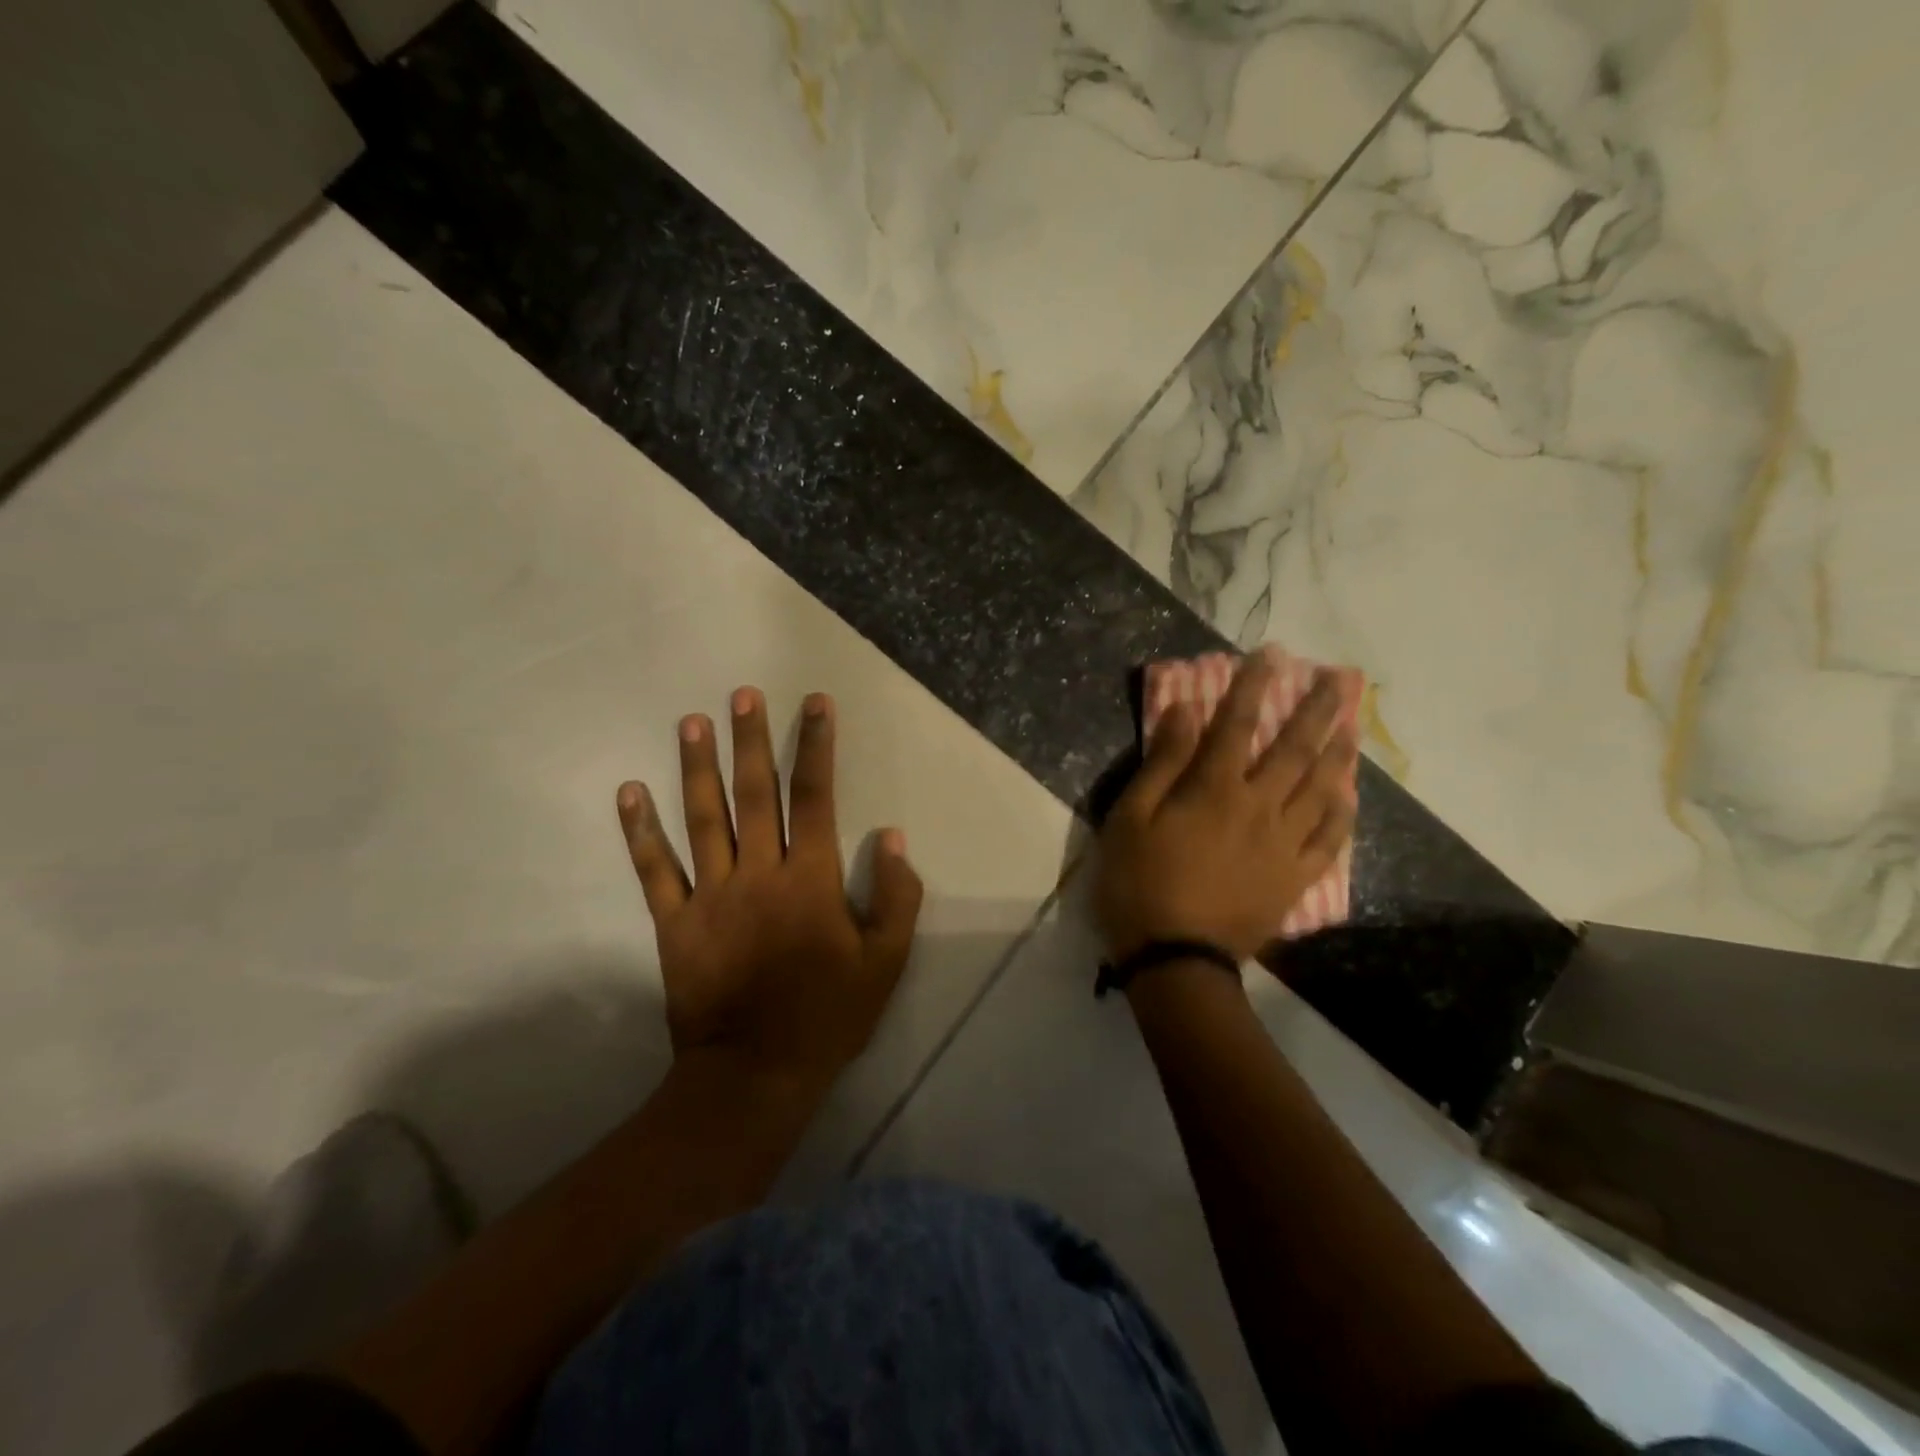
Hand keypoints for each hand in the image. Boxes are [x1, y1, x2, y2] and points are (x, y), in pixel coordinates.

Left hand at [615, 687, 923, 1088]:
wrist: (755, 1074)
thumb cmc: (827, 1016)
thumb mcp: (884, 963)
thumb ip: (896, 897)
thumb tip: (892, 837)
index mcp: (810, 880)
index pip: (816, 797)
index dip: (816, 746)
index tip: (815, 703)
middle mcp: (759, 873)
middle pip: (755, 794)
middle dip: (751, 740)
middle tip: (741, 695)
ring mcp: (711, 895)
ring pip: (703, 819)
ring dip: (697, 768)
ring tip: (690, 722)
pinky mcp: (675, 922)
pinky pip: (655, 870)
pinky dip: (640, 831)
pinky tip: (628, 792)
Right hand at [1096, 655, 1357, 963]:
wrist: (1174, 959)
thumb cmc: (1139, 883)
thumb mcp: (1130, 818)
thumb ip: (1162, 763)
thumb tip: (1186, 711)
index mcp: (1214, 790)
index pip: (1237, 725)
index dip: (1254, 686)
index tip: (1272, 654)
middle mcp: (1258, 807)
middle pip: (1293, 750)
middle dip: (1315, 709)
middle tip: (1338, 678)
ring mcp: (1283, 845)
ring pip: (1320, 789)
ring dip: (1337, 752)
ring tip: (1352, 724)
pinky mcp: (1293, 879)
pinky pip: (1328, 841)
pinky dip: (1342, 815)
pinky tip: (1349, 795)